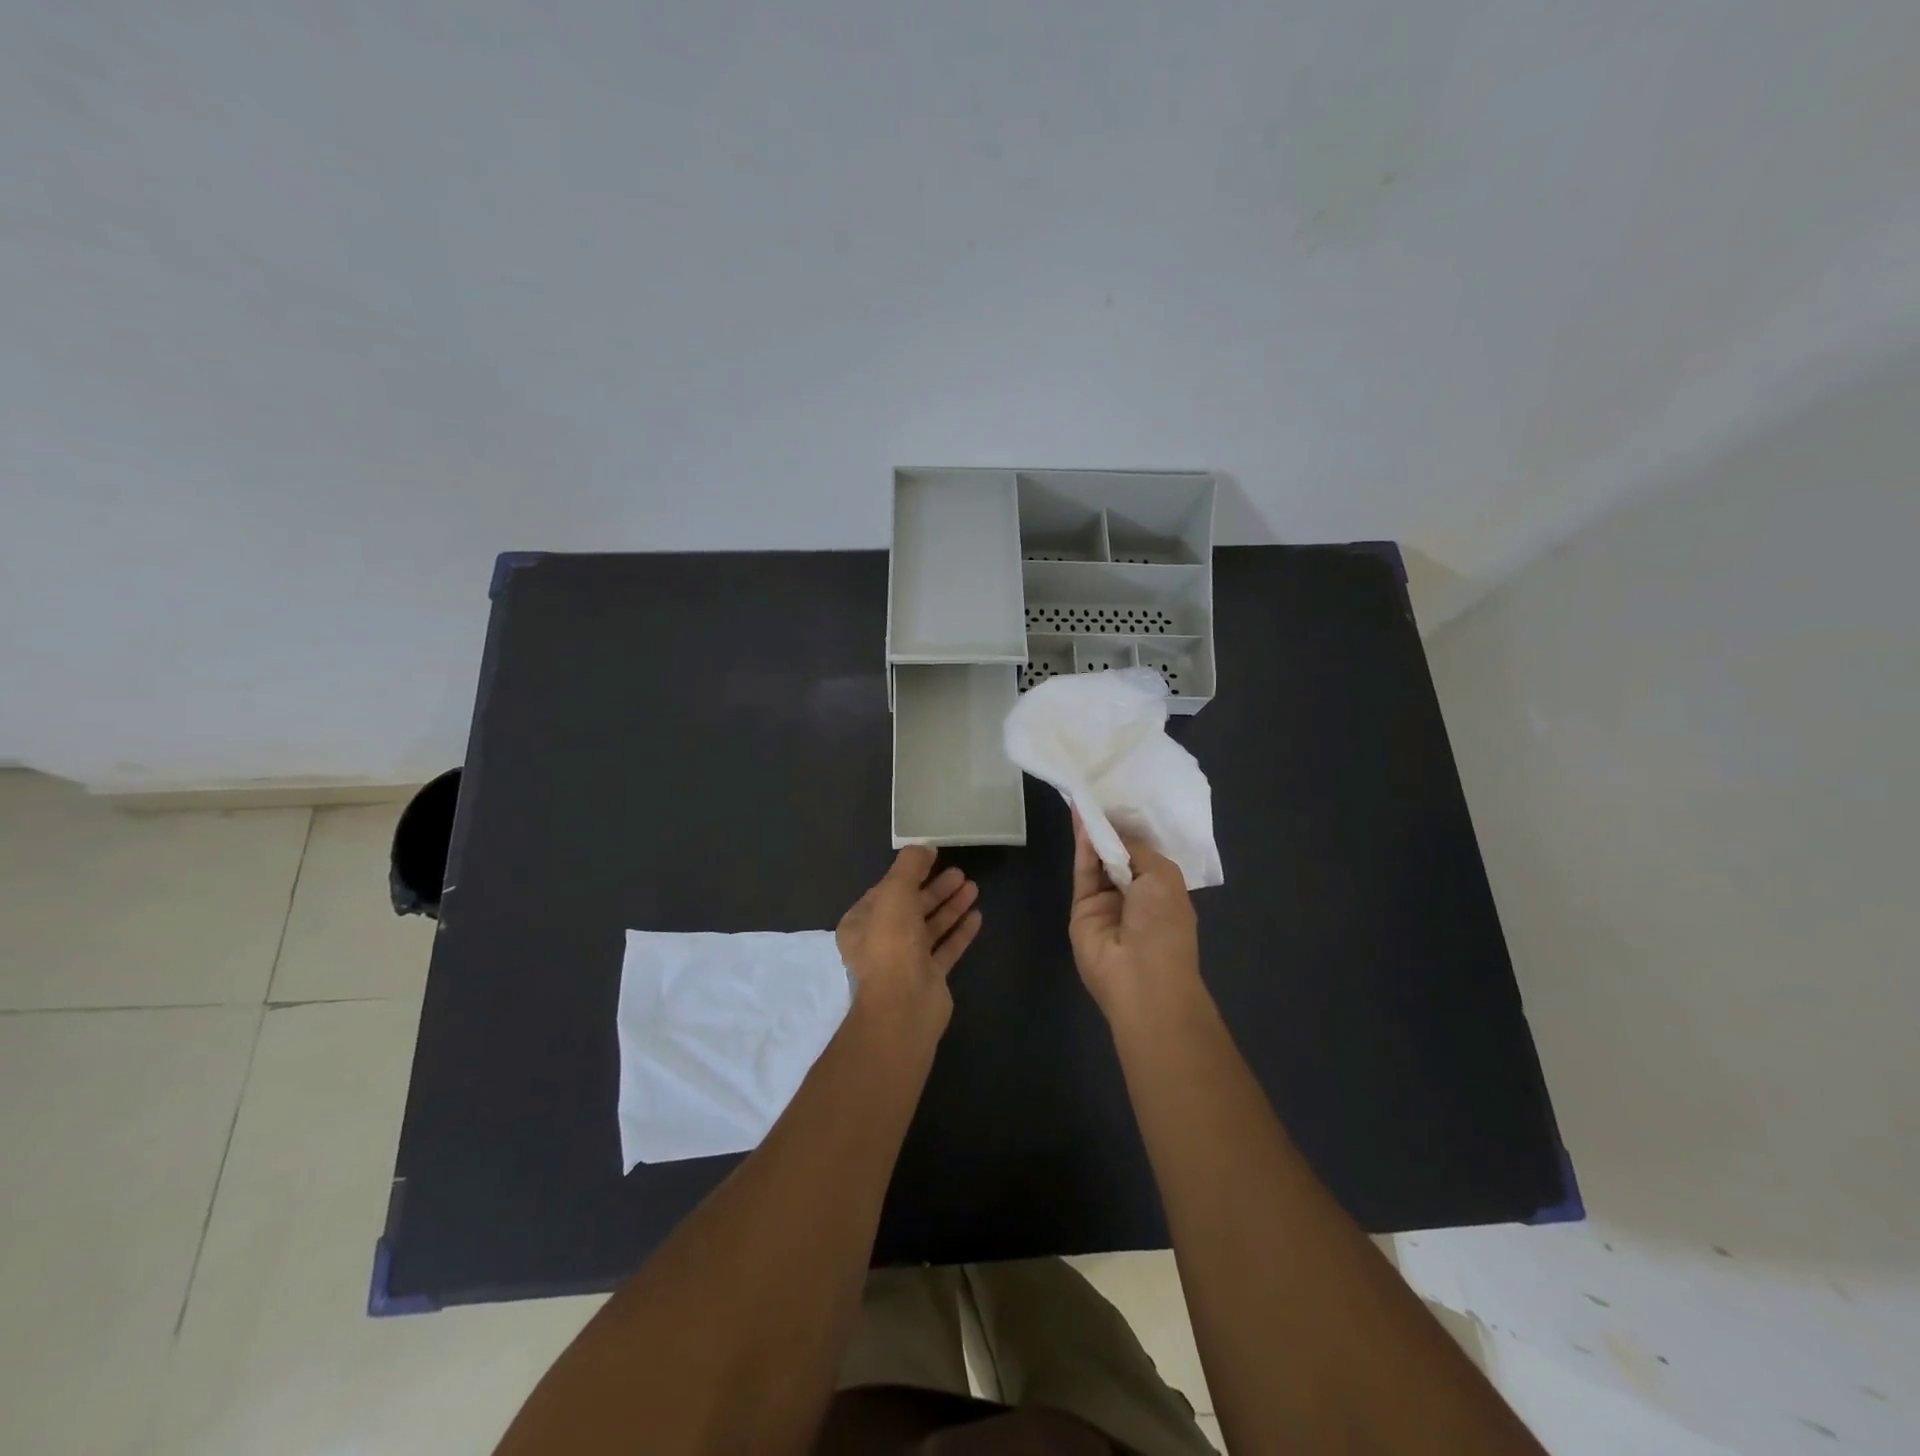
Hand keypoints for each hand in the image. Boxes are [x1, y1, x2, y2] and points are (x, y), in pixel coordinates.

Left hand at [836, 846, 981, 1020]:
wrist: (904, 1004)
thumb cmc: (892, 943)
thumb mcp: (895, 892)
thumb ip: (908, 866)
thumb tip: (922, 847)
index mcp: (862, 923)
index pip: (886, 890)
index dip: (910, 872)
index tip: (933, 857)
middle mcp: (881, 941)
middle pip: (911, 907)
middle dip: (935, 889)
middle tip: (960, 872)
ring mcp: (906, 961)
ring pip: (930, 927)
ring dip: (950, 906)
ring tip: (973, 887)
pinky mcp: (929, 977)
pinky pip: (946, 948)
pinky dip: (960, 931)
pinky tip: (977, 916)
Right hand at [1067, 813, 1200, 1017]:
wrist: (1141, 977)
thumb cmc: (1164, 924)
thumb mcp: (1163, 876)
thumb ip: (1137, 849)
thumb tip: (1116, 831)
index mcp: (1162, 888)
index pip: (1144, 852)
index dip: (1132, 828)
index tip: (1121, 798)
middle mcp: (1134, 893)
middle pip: (1117, 853)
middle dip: (1110, 826)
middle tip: (1097, 790)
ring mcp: (1106, 901)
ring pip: (1097, 859)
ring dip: (1093, 831)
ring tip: (1084, 798)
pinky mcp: (1082, 907)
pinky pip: (1083, 871)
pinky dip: (1082, 846)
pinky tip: (1081, 820)